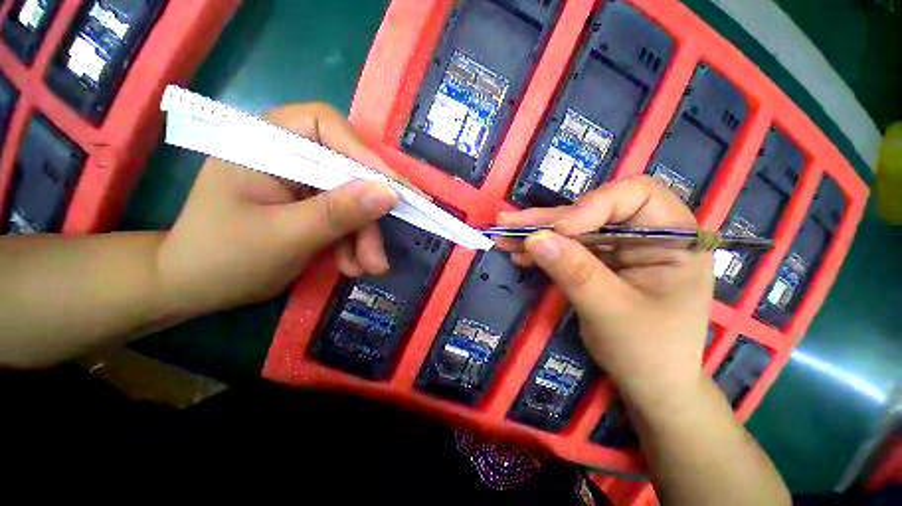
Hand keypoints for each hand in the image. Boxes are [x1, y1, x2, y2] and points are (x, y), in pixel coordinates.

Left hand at [156, 104, 399, 313]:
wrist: (195, 288)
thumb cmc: (223, 258)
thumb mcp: (285, 236)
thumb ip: (339, 212)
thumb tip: (391, 194)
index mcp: (264, 142)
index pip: (327, 128)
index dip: (367, 158)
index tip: (397, 193)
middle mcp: (288, 154)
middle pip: (348, 173)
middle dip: (368, 218)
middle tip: (379, 255)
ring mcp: (302, 182)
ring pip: (353, 201)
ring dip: (364, 238)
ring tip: (368, 268)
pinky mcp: (311, 205)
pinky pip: (345, 218)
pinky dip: (353, 243)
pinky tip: (351, 266)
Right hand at [497, 176, 712, 406]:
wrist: (648, 383)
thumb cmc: (648, 352)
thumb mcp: (612, 312)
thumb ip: (576, 272)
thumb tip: (535, 239)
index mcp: (674, 238)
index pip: (636, 196)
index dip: (593, 205)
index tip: (558, 230)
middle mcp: (645, 234)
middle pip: (592, 211)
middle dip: (548, 219)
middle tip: (508, 222)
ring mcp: (618, 248)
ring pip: (572, 230)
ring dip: (536, 233)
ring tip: (503, 233)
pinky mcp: (597, 262)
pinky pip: (565, 249)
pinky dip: (539, 251)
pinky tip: (517, 252)